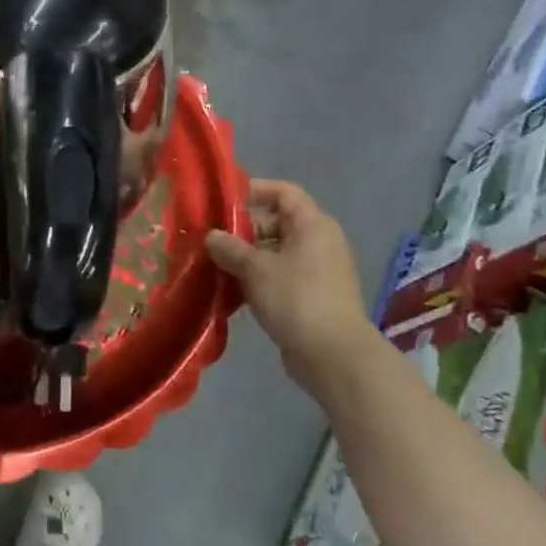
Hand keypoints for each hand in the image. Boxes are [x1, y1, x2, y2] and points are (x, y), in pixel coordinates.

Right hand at [205, 180, 376, 392]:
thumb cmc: (296, 299)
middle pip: (277, 223)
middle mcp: (319, 242)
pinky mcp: (313, 296)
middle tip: (211, 240)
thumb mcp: (255, 269)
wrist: (333, 355)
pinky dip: (258, 279)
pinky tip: (232, 293)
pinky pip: (280, 276)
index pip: (284, 192)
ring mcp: (318, 271)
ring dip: (247, 258)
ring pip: (276, 252)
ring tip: (215, 267)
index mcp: (312, 225)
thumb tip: (211, 236)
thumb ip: (229, 248)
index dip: (254, 190)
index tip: (223, 200)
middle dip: (243, 230)